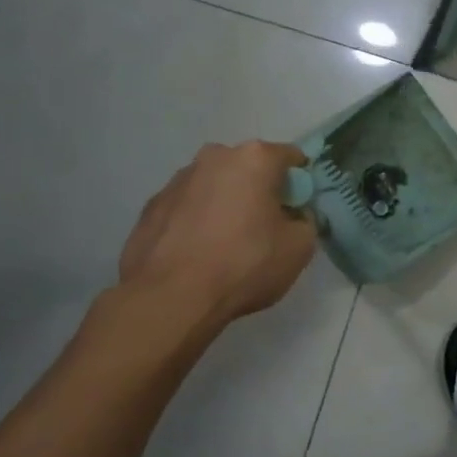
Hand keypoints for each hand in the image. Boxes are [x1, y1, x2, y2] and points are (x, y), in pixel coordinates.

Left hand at [117, 141, 316, 322]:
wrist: (171, 298)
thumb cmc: (244, 264)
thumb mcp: (299, 248)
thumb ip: (305, 222)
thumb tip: (294, 217)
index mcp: (254, 159)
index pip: (291, 157)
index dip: (300, 184)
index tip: (298, 209)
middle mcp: (215, 157)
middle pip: (249, 168)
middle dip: (260, 190)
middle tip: (264, 227)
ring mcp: (178, 180)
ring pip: (215, 185)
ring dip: (225, 204)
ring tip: (226, 244)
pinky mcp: (151, 206)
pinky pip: (187, 207)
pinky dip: (196, 221)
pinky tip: (198, 253)